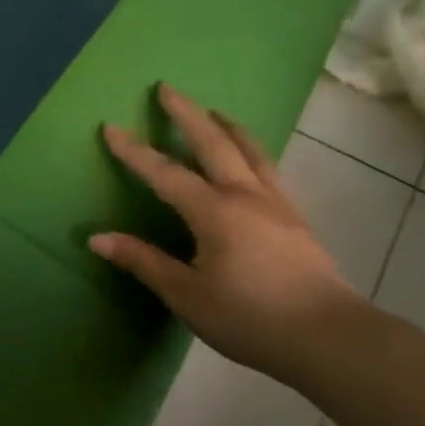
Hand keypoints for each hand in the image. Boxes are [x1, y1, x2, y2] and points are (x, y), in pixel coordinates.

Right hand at [89, 84, 364, 389]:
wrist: (327, 336)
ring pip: (250, 150)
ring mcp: (277, 204)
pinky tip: (250, 160)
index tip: (111, 127)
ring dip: (226, 126)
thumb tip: (98, 238)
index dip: (134, 151)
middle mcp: (246, 196)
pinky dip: (251, 150)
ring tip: (213, 112)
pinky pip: (268, 169)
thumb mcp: (186, 295)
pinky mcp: (295, 218)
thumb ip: (143, 262)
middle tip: (167, 88)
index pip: (165, 173)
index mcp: (214, 212)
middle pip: (214, 143)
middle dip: (187, 114)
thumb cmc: (248, 317)